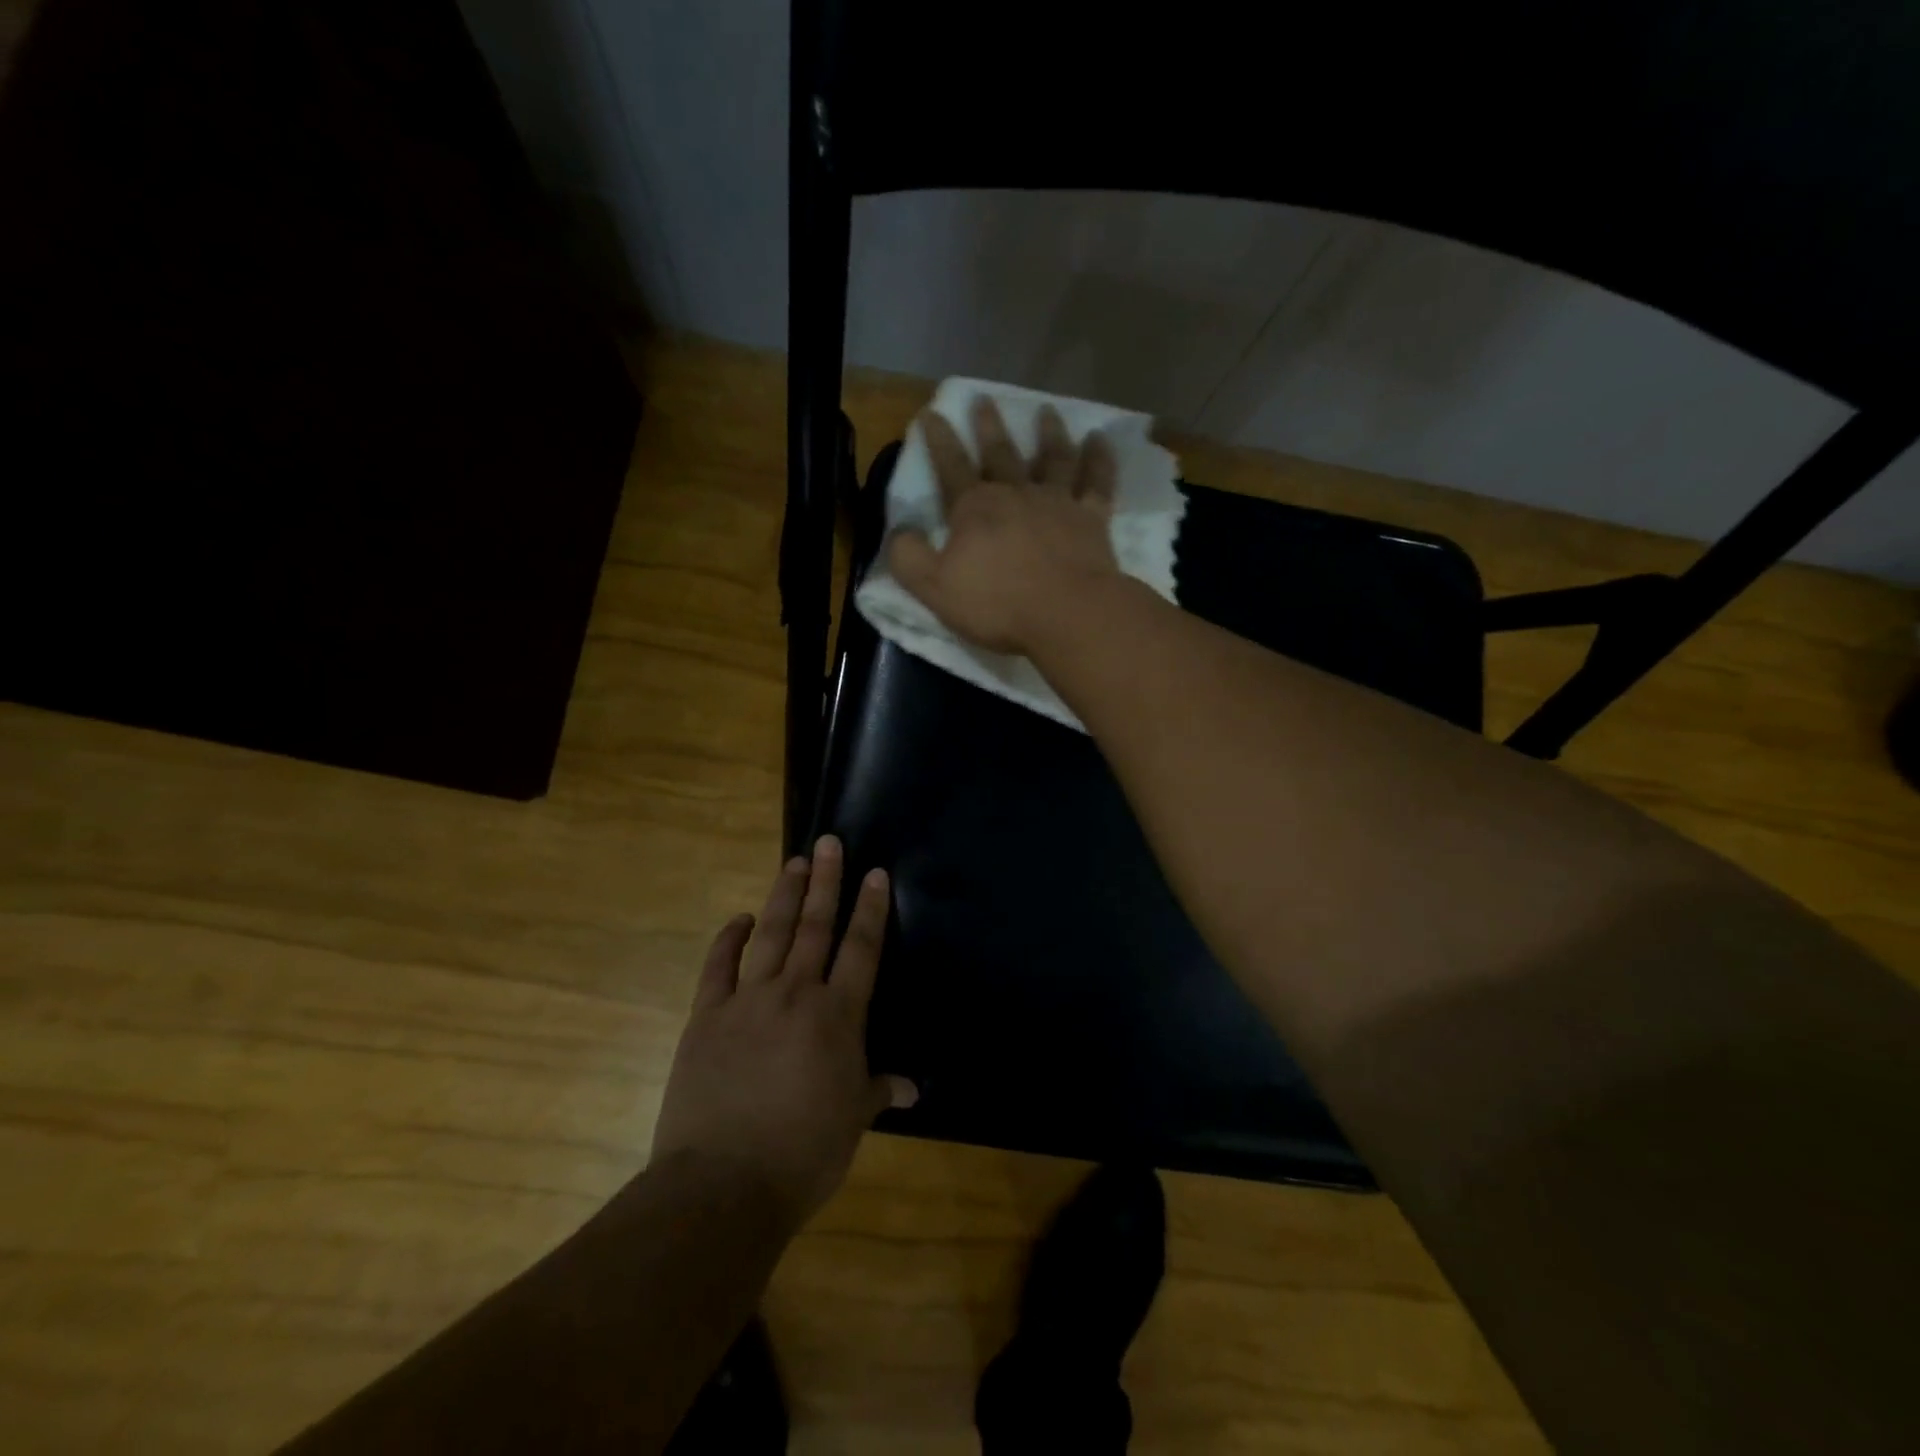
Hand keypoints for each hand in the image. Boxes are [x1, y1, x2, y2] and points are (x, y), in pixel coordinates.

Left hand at [652, 836, 915, 1227]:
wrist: (722, 1185)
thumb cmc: (803, 1154)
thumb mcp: (852, 1122)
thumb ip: (878, 1089)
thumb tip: (912, 1087)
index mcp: (837, 1016)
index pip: (860, 949)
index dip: (870, 908)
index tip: (874, 873)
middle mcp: (795, 995)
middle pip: (815, 927)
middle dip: (826, 882)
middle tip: (830, 842)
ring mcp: (747, 1001)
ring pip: (771, 935)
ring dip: (785, 897)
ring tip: (795, 863)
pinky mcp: (707, 1017)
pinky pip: (718, 967)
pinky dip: (728, 939)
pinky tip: (739, 919)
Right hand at [888, 396, 1122, 654]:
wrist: (1067, 613)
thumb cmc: (998, 604)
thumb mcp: (934, 588)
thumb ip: (909, 558)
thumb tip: (899, 532)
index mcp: (974, 509)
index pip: (950, 466)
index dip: (939, 440)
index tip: (932, 413)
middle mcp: (1016, 494)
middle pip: (1000, 453)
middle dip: (989, 426)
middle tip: (984, 399)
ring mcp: (1057, 502)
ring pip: (1052, 458)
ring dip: (1049, 433)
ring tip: (1047, 411)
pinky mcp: (1092, 518)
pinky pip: (1097, 481)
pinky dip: (1099, 459)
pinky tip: (1100, 440)